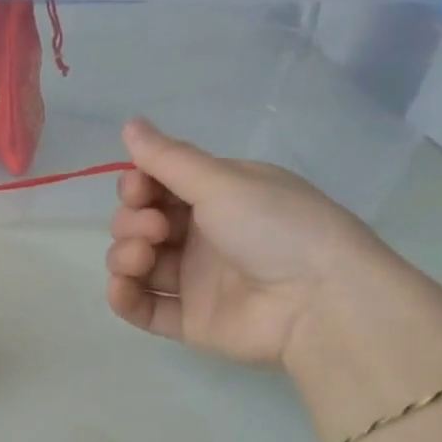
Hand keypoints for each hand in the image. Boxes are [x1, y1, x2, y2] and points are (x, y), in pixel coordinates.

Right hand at [104, 119, 405, 370]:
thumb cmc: (276, 228)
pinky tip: (122, 286)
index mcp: (217, 198)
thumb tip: (129, 122)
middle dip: (132, 221)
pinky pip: (141, 307)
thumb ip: (168, 158)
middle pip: (139, 224)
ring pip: (135, 263)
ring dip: (124, 255)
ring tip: (142, 257)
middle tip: (157, 228)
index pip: (156, 188)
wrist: (320, 301)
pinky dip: (123, 296)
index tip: (140, 190)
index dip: (137, 187)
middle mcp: (202, 236)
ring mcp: (194, 280)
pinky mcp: (189, 320)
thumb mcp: (223, 182)